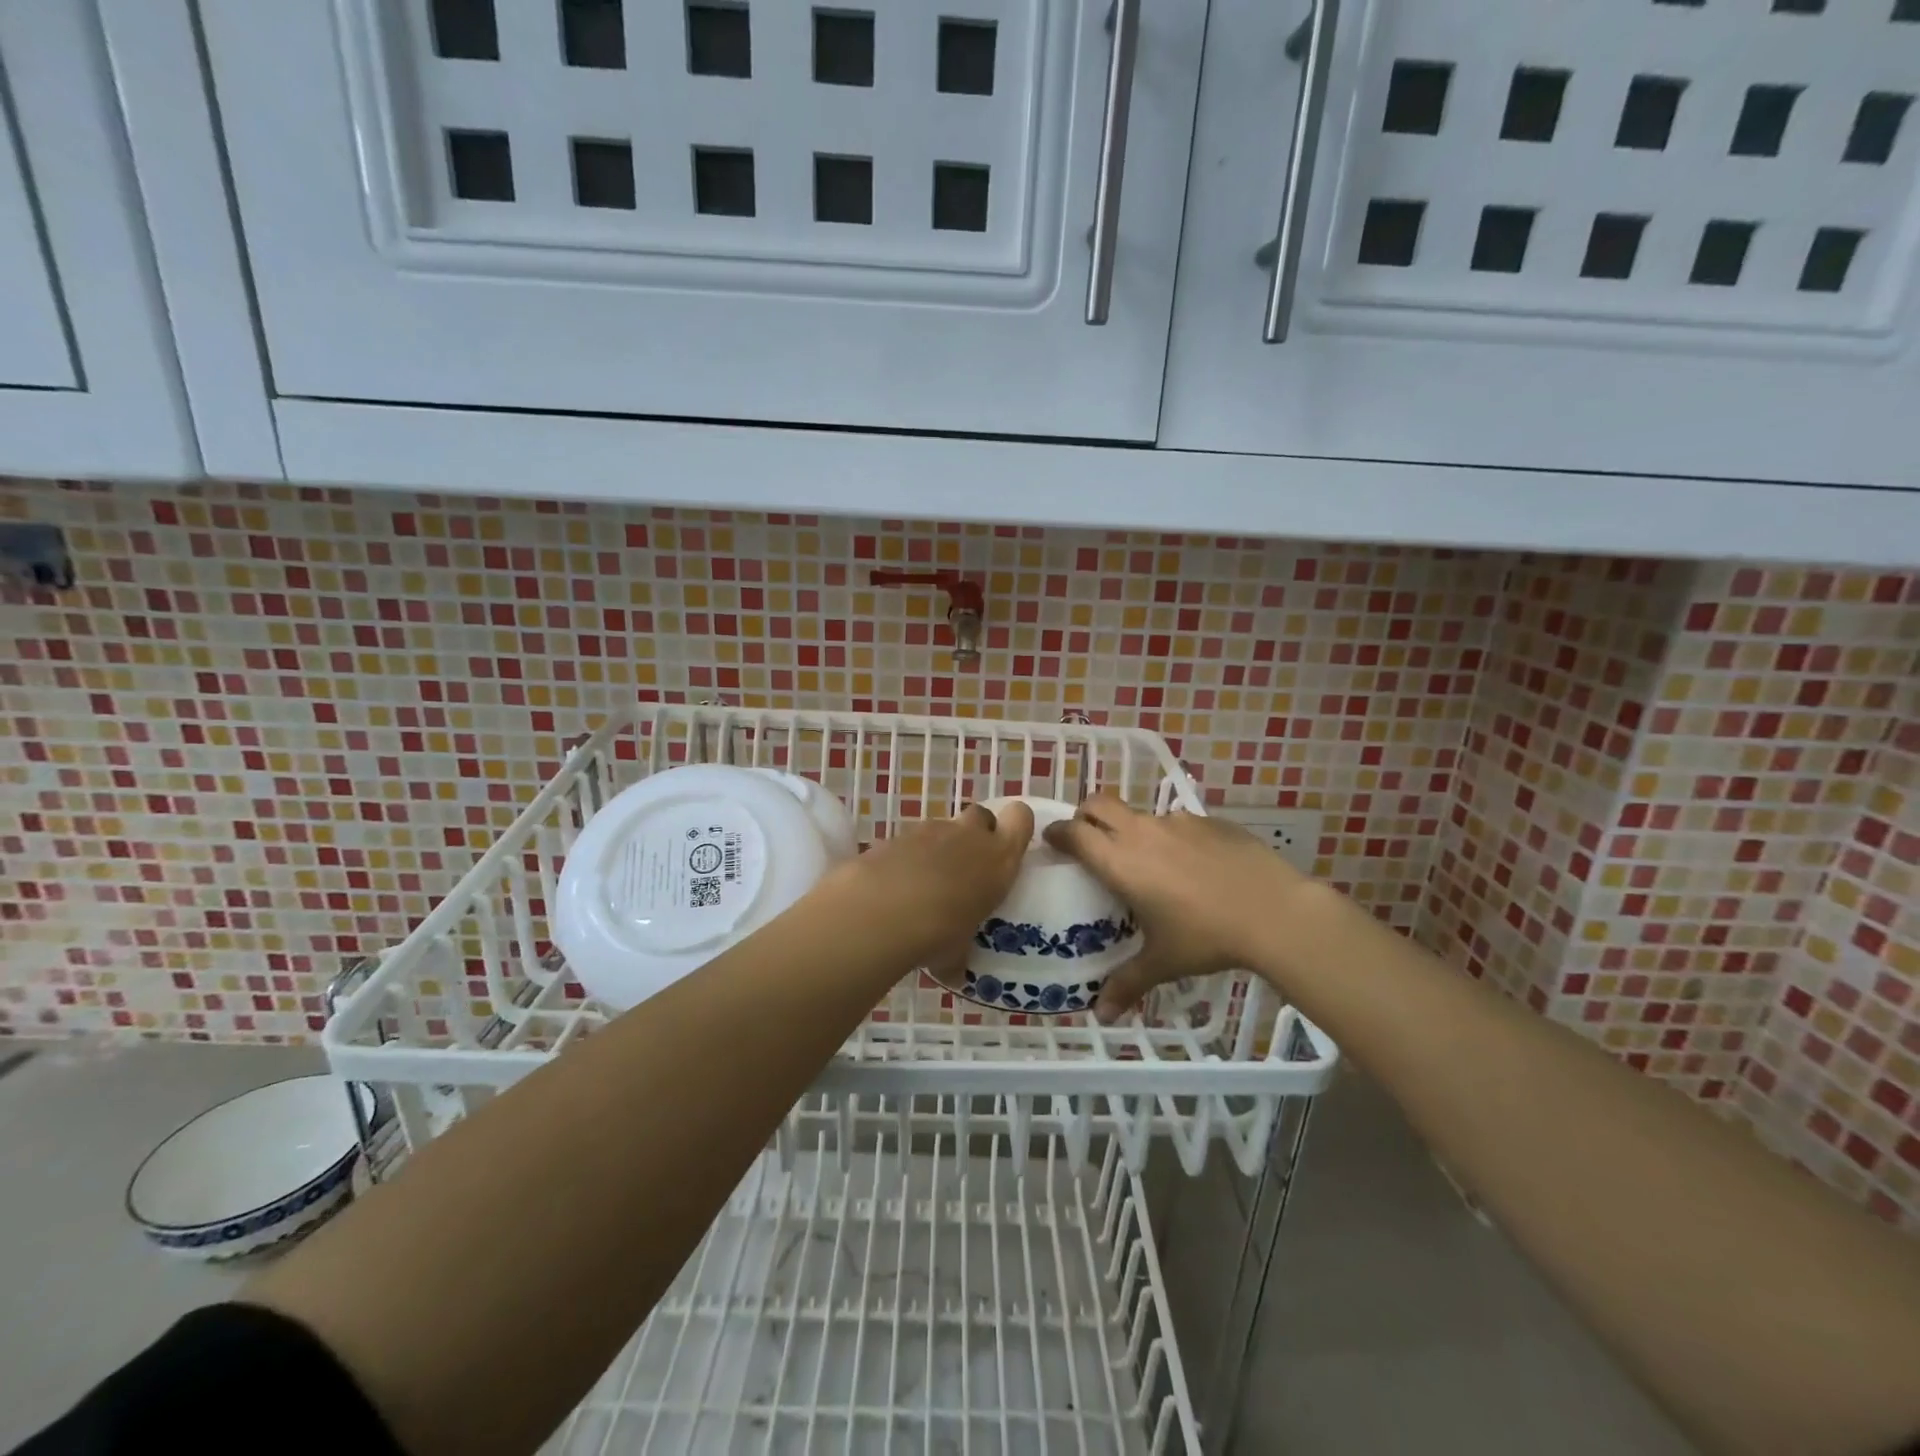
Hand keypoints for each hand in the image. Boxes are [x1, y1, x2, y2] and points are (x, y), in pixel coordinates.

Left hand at [823, 801, 1034, 965]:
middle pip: (981, 816)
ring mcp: (930, 830)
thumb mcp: (958, 951)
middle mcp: (968, 836)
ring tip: (924, 885)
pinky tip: (894, 886)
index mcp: (998, 859)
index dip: (1015, 826)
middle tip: (967, 867)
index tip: (1006, 847)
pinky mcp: (896, 834)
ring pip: (943, 829)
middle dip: (975, 834)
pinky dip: (906, 857)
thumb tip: (954, 974)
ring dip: (938, 849)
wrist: (881, 911)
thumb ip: (959, 954)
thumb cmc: (939, 932)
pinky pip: (910, 841)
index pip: (1021, 818)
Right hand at [1044, 792, 1305, 1022]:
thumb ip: (1127, 983)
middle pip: (1098, 803)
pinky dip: (1171, 837)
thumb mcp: (1163, 963)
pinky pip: (1177, 822)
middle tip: (1088, 840)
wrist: (1274, 911)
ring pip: (1139, 814)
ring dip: (1131, 829)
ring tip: (1148, 862)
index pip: (1073, 832)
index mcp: (1120, 861)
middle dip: (1085, 815)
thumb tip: (1102, 1017)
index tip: (1052, 842)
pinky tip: (1192, 866)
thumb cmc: (1206, 937)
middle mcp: (1141, 832)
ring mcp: (1177, 821)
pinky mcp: (1208, 820)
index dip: (1057, 833)